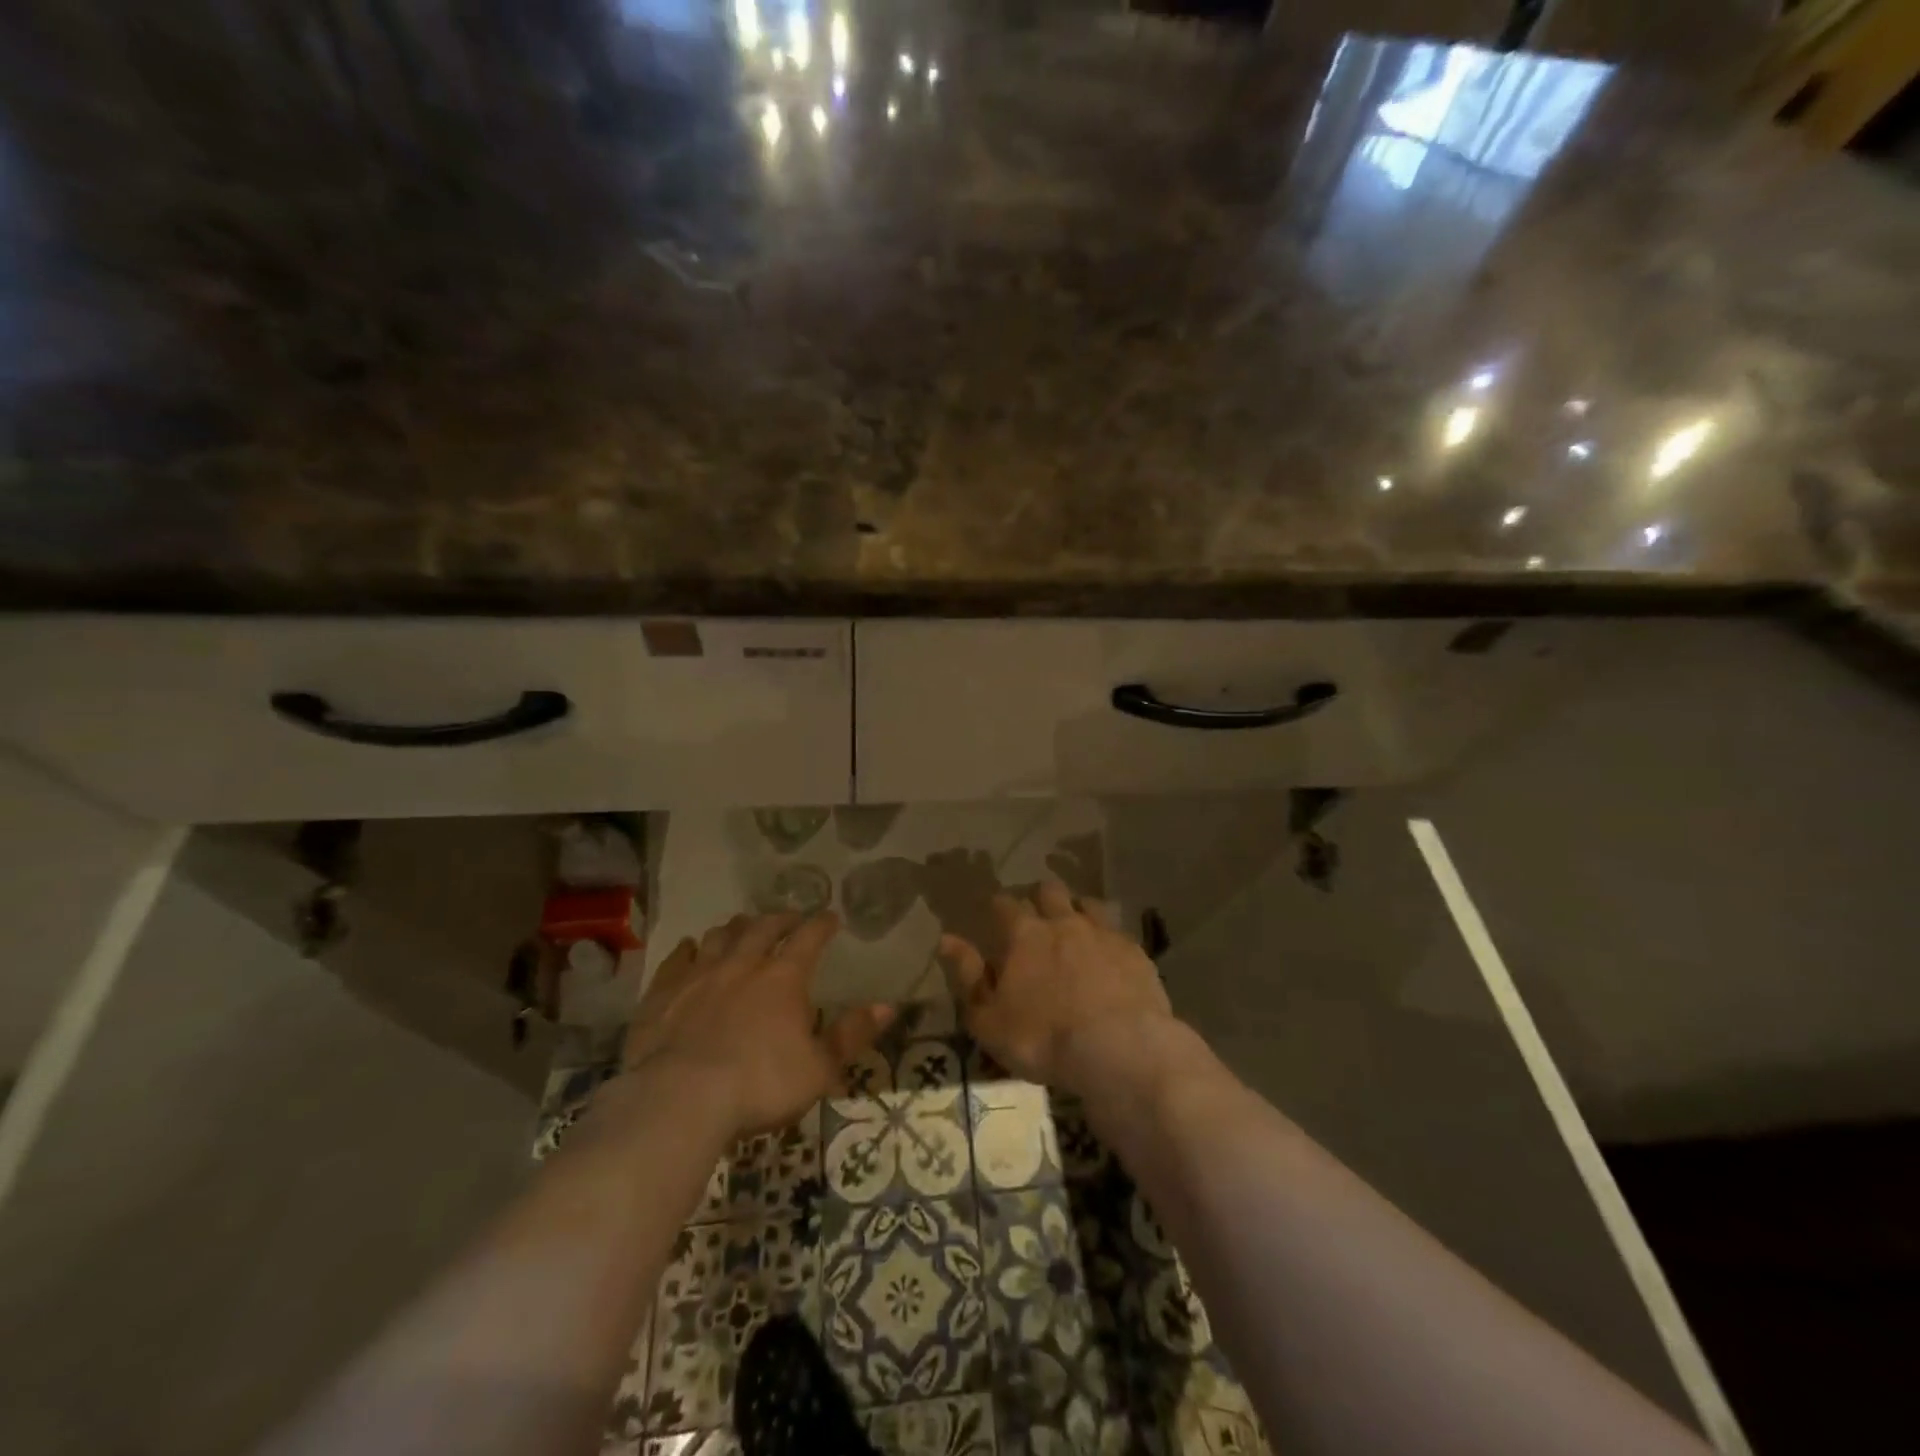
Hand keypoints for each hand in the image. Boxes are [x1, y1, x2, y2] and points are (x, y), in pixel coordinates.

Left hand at [623, 911, 890, 1139]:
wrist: (679, 1101)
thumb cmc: (760, 1085)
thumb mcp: (819, 1069)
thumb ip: (851, 1035)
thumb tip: (888, 1006)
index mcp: (784, 977)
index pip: (809, 937)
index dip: (822, 924)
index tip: (831, 917)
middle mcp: (743, 964)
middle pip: (763, 928)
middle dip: (780, 919)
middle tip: (790, 918)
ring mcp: (699, 975)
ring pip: (720, 936)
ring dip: (735, 928)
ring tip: (742, 927)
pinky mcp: (662, 993)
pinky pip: (676, 960)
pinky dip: (687, 950)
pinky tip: (689, 948)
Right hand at [939, 880, 1173, 1095]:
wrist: (1118, 1049)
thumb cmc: (1042, 1039)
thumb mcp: (988, 1019)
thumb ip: (967, 976)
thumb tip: (947, 939)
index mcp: (1024, 935)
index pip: (1004, 904)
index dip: (998, 906)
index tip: (995, 914)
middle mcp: (1063, 922)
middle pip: (1049, 892)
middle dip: (1040, 898)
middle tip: (1037, 917)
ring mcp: (1103, 933)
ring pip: (1087, 904)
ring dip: (1077, 911)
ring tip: (1075, 930)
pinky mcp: (1135, 951)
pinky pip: (1117, 933)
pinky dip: (1108, 940)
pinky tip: (1109, 958)